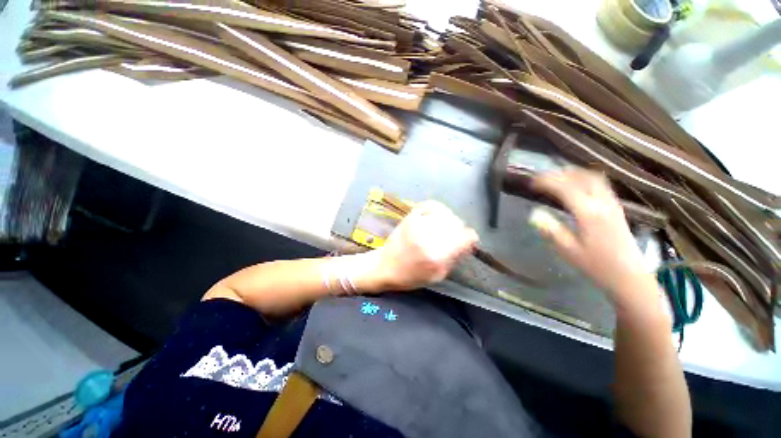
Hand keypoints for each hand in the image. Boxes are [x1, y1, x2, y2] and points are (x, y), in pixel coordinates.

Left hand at [358, 201, 478, 291]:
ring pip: (446, 213)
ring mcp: (418, 224)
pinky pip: (431, 205)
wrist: (384, 266)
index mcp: (436, 256)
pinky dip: (438, 209)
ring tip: (445, 227)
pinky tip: (436, 217)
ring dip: (450, 220)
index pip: (465, 237)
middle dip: (459, 230)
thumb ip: (454, 259)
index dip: (470, 239)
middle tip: (455, 236)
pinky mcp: (410, 217)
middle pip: (457, 223)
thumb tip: (467, 243)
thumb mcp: (437, 276)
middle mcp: (428, 236)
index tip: (468, 242)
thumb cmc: (410, 276)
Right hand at [531, 169, 649, 300]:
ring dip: (574, 174)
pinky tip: (577, 185)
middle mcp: (603, 204)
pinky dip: (585, 179)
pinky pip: (601, 186)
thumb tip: (534, 214)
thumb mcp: (568, 250)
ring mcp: (612, 205)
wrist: (629, 277)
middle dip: (561, 173)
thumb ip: (551, 230)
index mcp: (589, 214)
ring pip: (594, 179)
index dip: (547, 182)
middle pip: (583, 177)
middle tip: (543, 177)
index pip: (565, 188)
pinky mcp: (616, 209)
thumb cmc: (596, 265)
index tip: (531, 182)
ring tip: (557, 176)